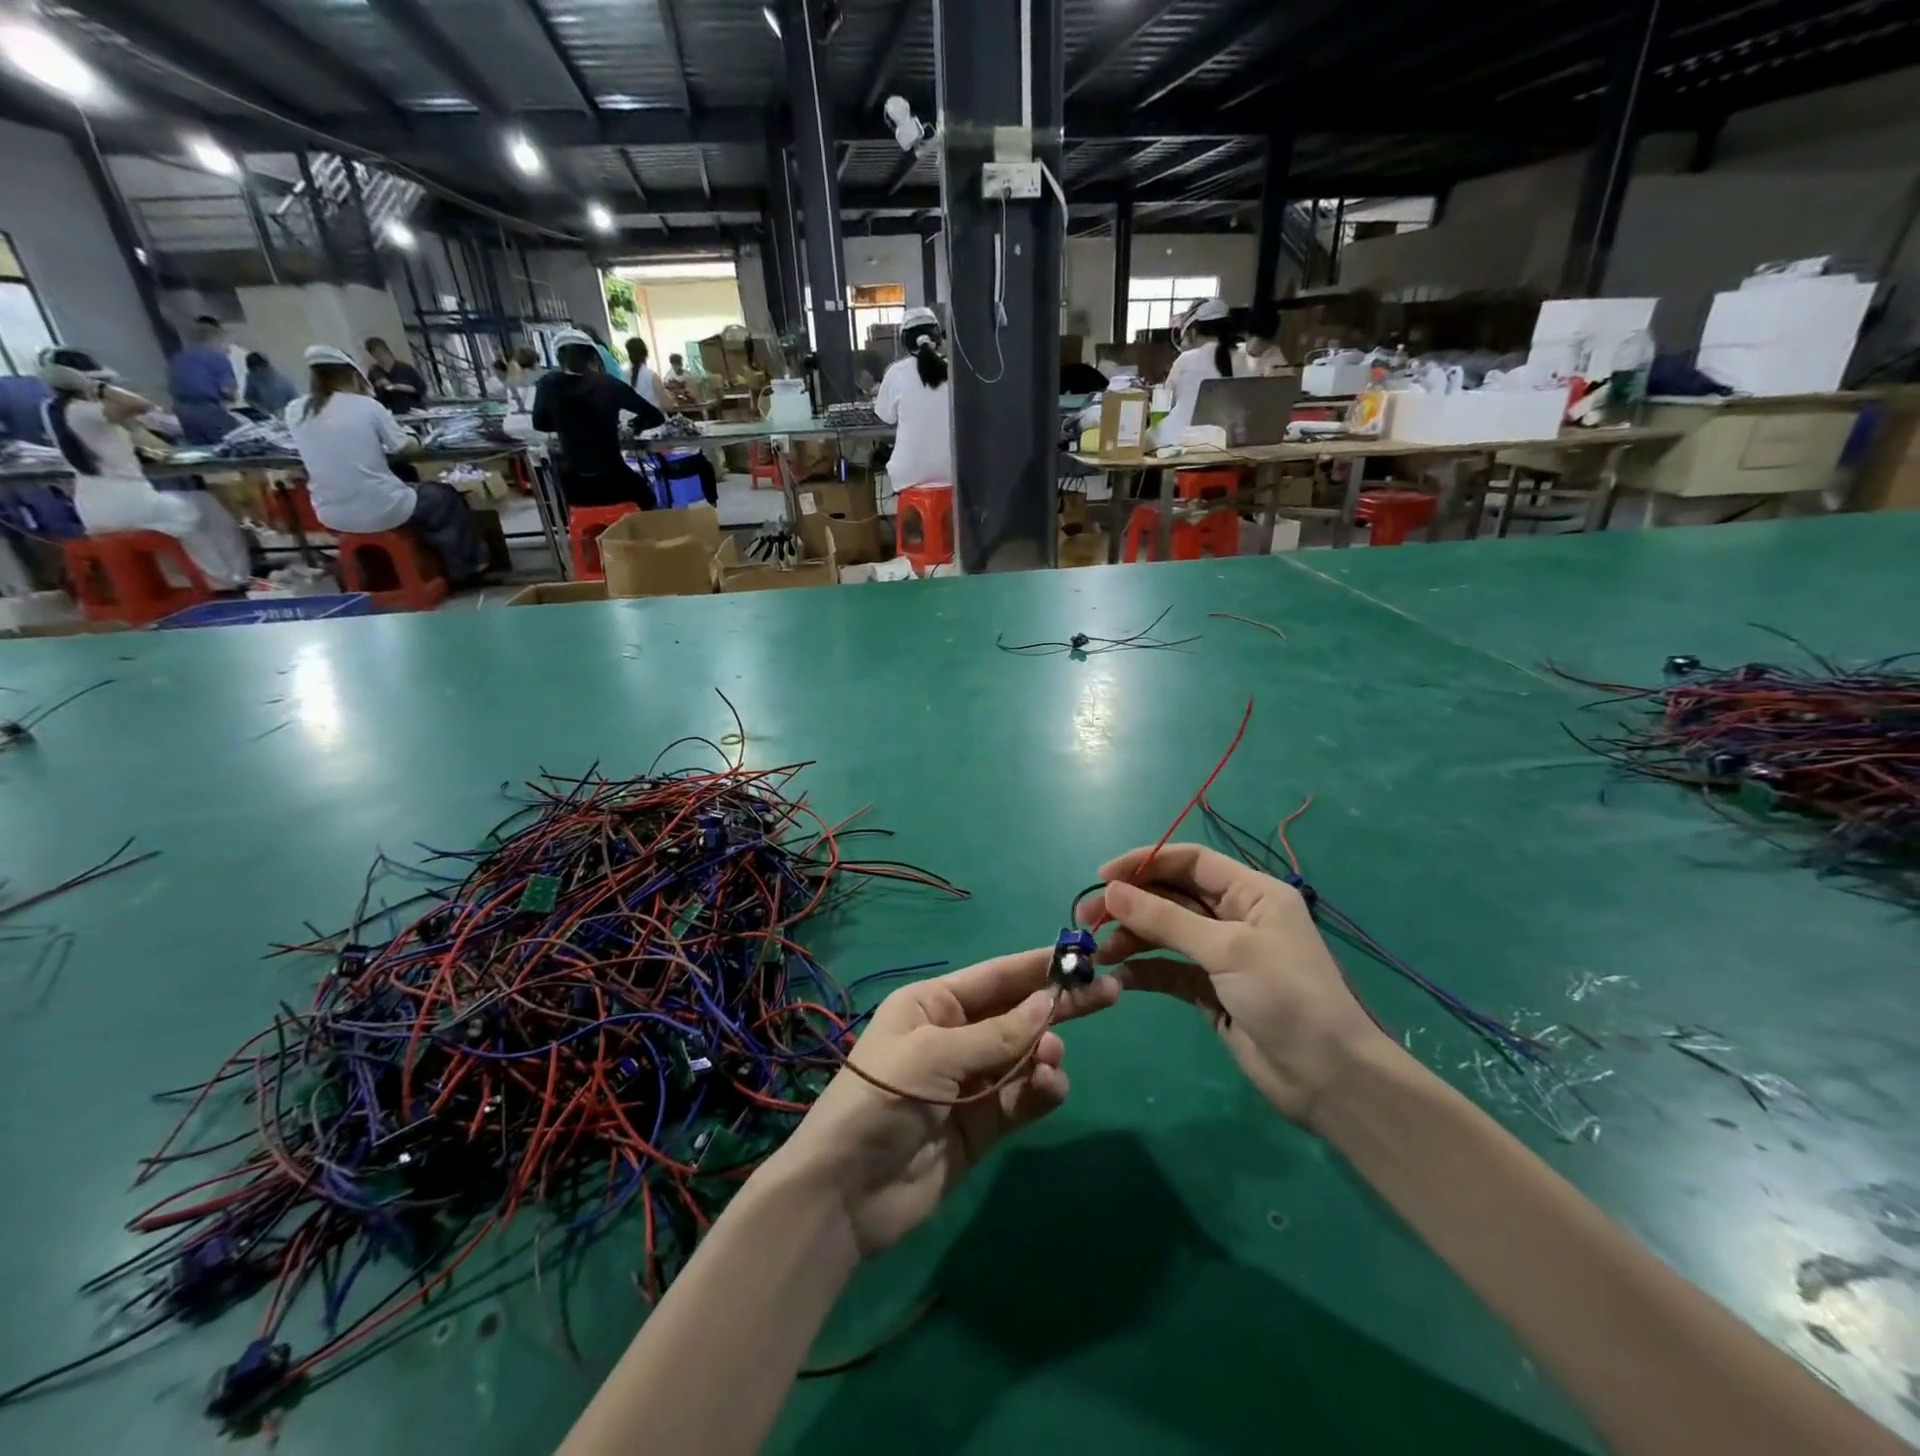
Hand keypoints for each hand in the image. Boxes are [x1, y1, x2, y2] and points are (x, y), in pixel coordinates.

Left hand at [772, 950, 1117, 1257]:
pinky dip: (1041, 1092)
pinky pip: (1022, 1098)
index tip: (1081, 956)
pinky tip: (1048, 1089)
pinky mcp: (982, 1125)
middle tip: (1110, 992)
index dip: (1037, 966)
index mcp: (933, 1004)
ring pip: (1024, 1056)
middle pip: (1017, 1014)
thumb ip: (997, 1034)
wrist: (846, 1193)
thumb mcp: (936, 1054)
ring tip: (1049, 1062)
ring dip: (1044, 1054)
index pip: (995, 977)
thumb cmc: (882, 1099)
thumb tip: (1048, 1003)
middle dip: (1058, 1005)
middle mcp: (954, 1036)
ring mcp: (970, 1082)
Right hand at [1085, 843, 1394, 1126]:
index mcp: (1251, 892)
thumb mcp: (1227, 950)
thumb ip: (1166, 920)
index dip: (1145, 862)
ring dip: (1131, 938)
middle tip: (1086, 919)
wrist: (1328, 1079)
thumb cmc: (1286, 997)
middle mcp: (1235, 916)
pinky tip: (1118, 977)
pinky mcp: (1211, 990)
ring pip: (1165, 933)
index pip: (1189, 861)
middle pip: (1171, 896)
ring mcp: (1222, 954)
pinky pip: (1168, 969)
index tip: (1102, 877)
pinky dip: (1143, 970)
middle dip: (1130, 904)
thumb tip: (1111, 891)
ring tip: (1097, 954)